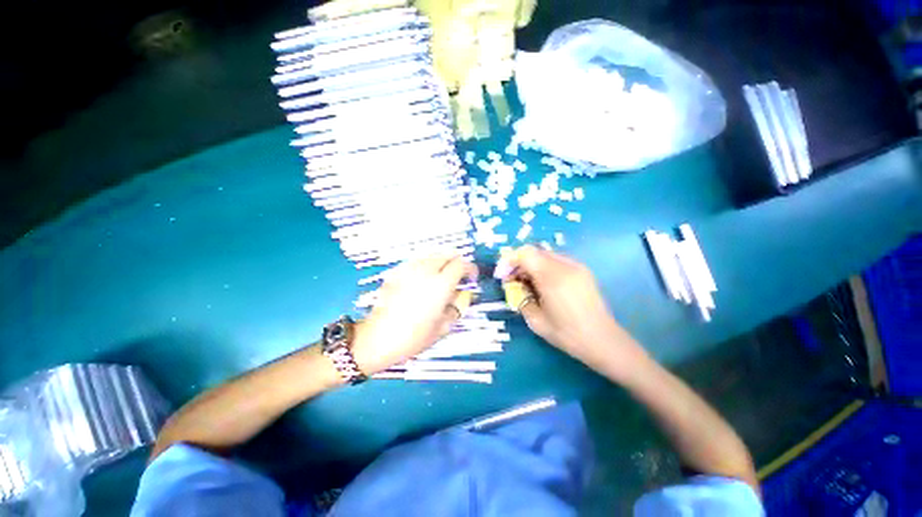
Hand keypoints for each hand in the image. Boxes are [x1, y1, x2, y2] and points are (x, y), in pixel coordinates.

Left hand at [352, 256, 477, 374]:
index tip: (471, 278)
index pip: (461, 264)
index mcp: (440, 284)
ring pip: (432, 255)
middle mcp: (426, 271)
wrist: (378, 339)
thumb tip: (466, 293)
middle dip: (457, 262)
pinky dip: (425, 265)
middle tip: (458, 276)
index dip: (470, 269)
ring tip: (441, 277)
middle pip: (447, 254)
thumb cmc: (413, 337)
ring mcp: (409, 269)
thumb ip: (459, 305)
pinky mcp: (397, 272)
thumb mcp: (444, 326)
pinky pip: (416, 261)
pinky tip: (423, 279)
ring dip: (441, 262)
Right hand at [495, 246, 648, 379]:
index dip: (509, 261)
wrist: (603, 340)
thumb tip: (513, 285)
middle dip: (519, 264)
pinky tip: (544, 285)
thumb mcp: (535, 320)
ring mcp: (576, 266)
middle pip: (534, 252)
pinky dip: (543, 268)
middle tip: (512, 282)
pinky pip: (556, 261)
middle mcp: (565, 266)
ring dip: (531, 266)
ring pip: (545, 255)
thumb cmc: (567, 334)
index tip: (502, 276)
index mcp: (552, 277)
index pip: (525, 253)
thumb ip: (520, 297)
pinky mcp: (583, 270)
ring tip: (527, 284)